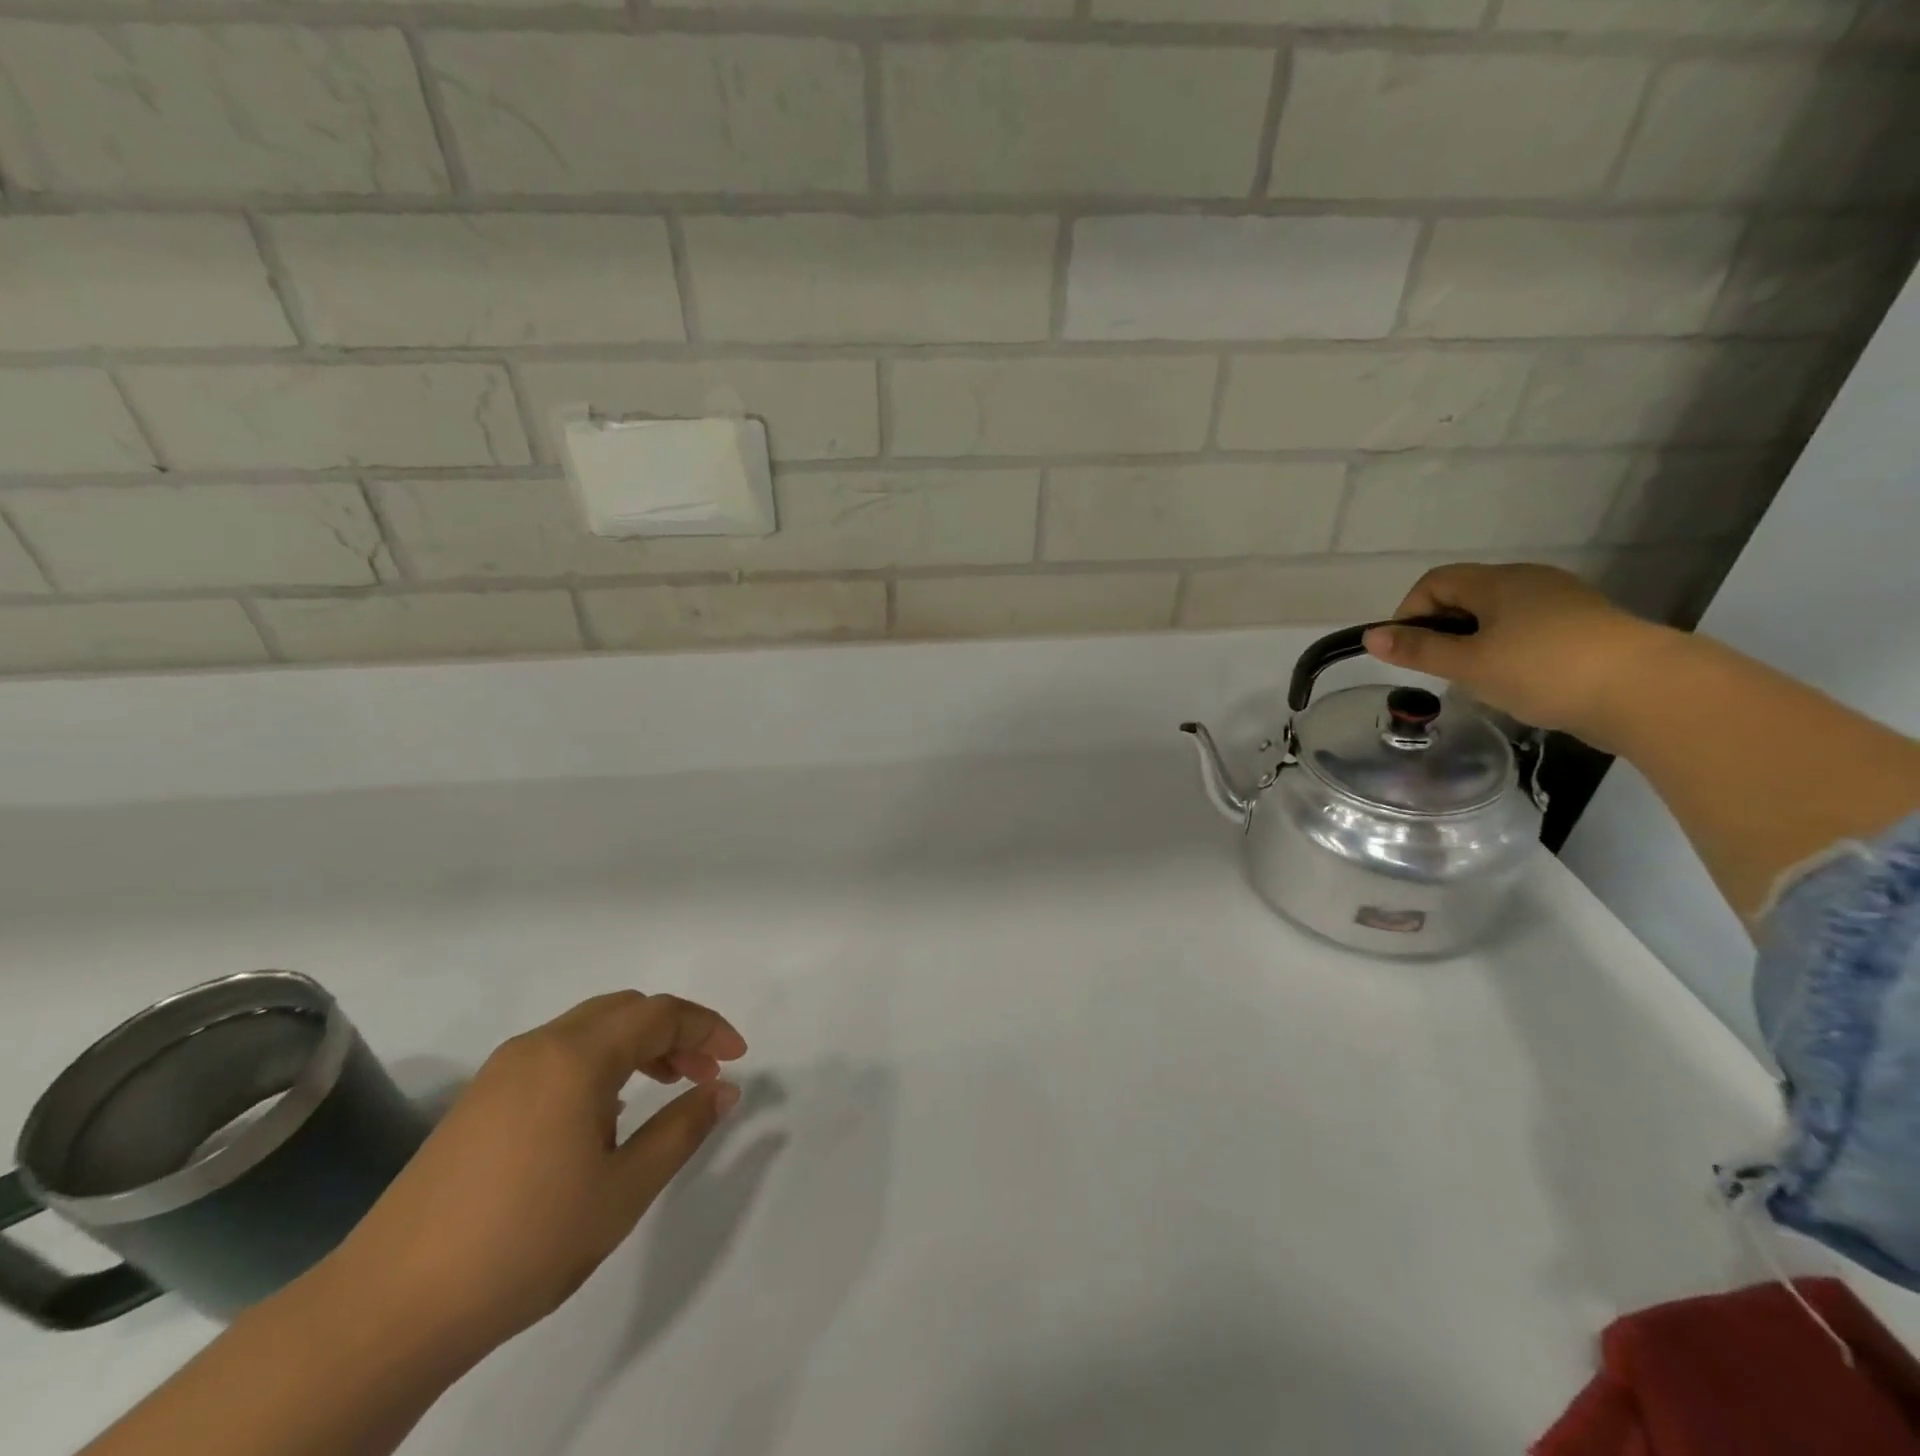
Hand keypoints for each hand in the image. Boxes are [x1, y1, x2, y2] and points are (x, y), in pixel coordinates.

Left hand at [331, 992, 747, 1360]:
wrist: (387, 1309)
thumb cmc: (525, 1241)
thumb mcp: (624, 1189)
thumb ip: (682, 1129)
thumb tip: (723, 1090)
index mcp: (576, 1056)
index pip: (660, 1013)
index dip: (707, 1027)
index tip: (738, 1057)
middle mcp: (539, 1045)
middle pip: (624, 1010)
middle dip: (674, 1032)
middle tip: (704, 1073)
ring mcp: (501, 1071)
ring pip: (589, 1029)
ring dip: (636, 1045)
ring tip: (664, 1088)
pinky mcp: (478, 1101)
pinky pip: (557, 1055)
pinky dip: (599, 1063)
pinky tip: (605, 1113)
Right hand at [1362, 562, 1675, 747]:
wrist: (1649, 691)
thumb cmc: (1544, 670)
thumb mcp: (1469, 664)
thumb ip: (1418, 650)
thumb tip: (1370, 637)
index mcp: (1498, 581)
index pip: (1434, 582)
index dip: (1410, 613)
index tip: (1408, 652)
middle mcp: (1530, 581)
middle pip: (1466, 595)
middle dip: (1442, 630)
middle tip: (1441, 670)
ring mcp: (1564, 602)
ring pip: (1498, 615)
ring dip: (1476, 642)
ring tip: (1478, 680)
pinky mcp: (1587, 627)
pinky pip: (1529, 630)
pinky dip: (1509, 650)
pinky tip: (1518, 681)